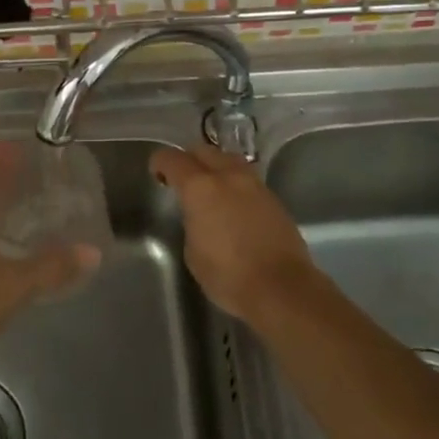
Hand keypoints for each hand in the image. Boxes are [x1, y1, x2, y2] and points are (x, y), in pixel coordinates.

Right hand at [150, 145, 322, 323]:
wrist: (282, 288)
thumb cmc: (228, 275)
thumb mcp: (193, 252)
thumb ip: (192, 223)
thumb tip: (200, 216)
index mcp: (200, 188)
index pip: (173, 159)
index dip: (160, 162)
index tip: (156, 173)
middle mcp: (228, 176)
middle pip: (203, 151)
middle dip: (188, 160)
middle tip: (181, 179)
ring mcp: (255, 184)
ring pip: (229, 160)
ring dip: (215, 167)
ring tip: (209, 188)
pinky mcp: (273, 198)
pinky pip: (247, 179)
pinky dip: (234, 183)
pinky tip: (233, 204)